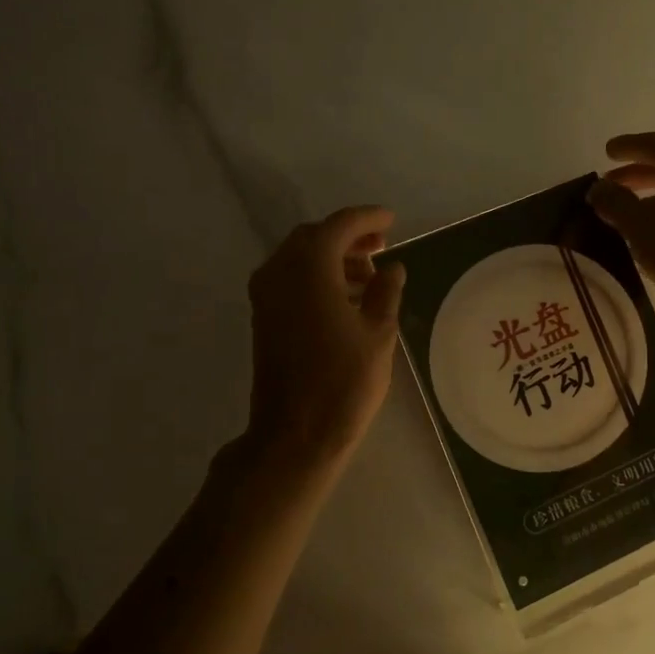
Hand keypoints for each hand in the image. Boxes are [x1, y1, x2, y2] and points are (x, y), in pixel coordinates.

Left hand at [244, 206, 406, 468]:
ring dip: (332, 258)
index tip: (390, 220)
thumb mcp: (378, 334)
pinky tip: (343, 297)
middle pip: (314, 237)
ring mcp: (266, 295)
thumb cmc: (344, 382)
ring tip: (368, 277)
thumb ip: (385, 292)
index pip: (339, 226)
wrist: (295, 434)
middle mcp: (279, 272)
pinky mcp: (263, 317)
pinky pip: (289, 279)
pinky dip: (316, 276)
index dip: (367, 219)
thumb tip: (392, 268)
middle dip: (348, 237)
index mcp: (309, 268)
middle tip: (381, 248)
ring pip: (299, 257)